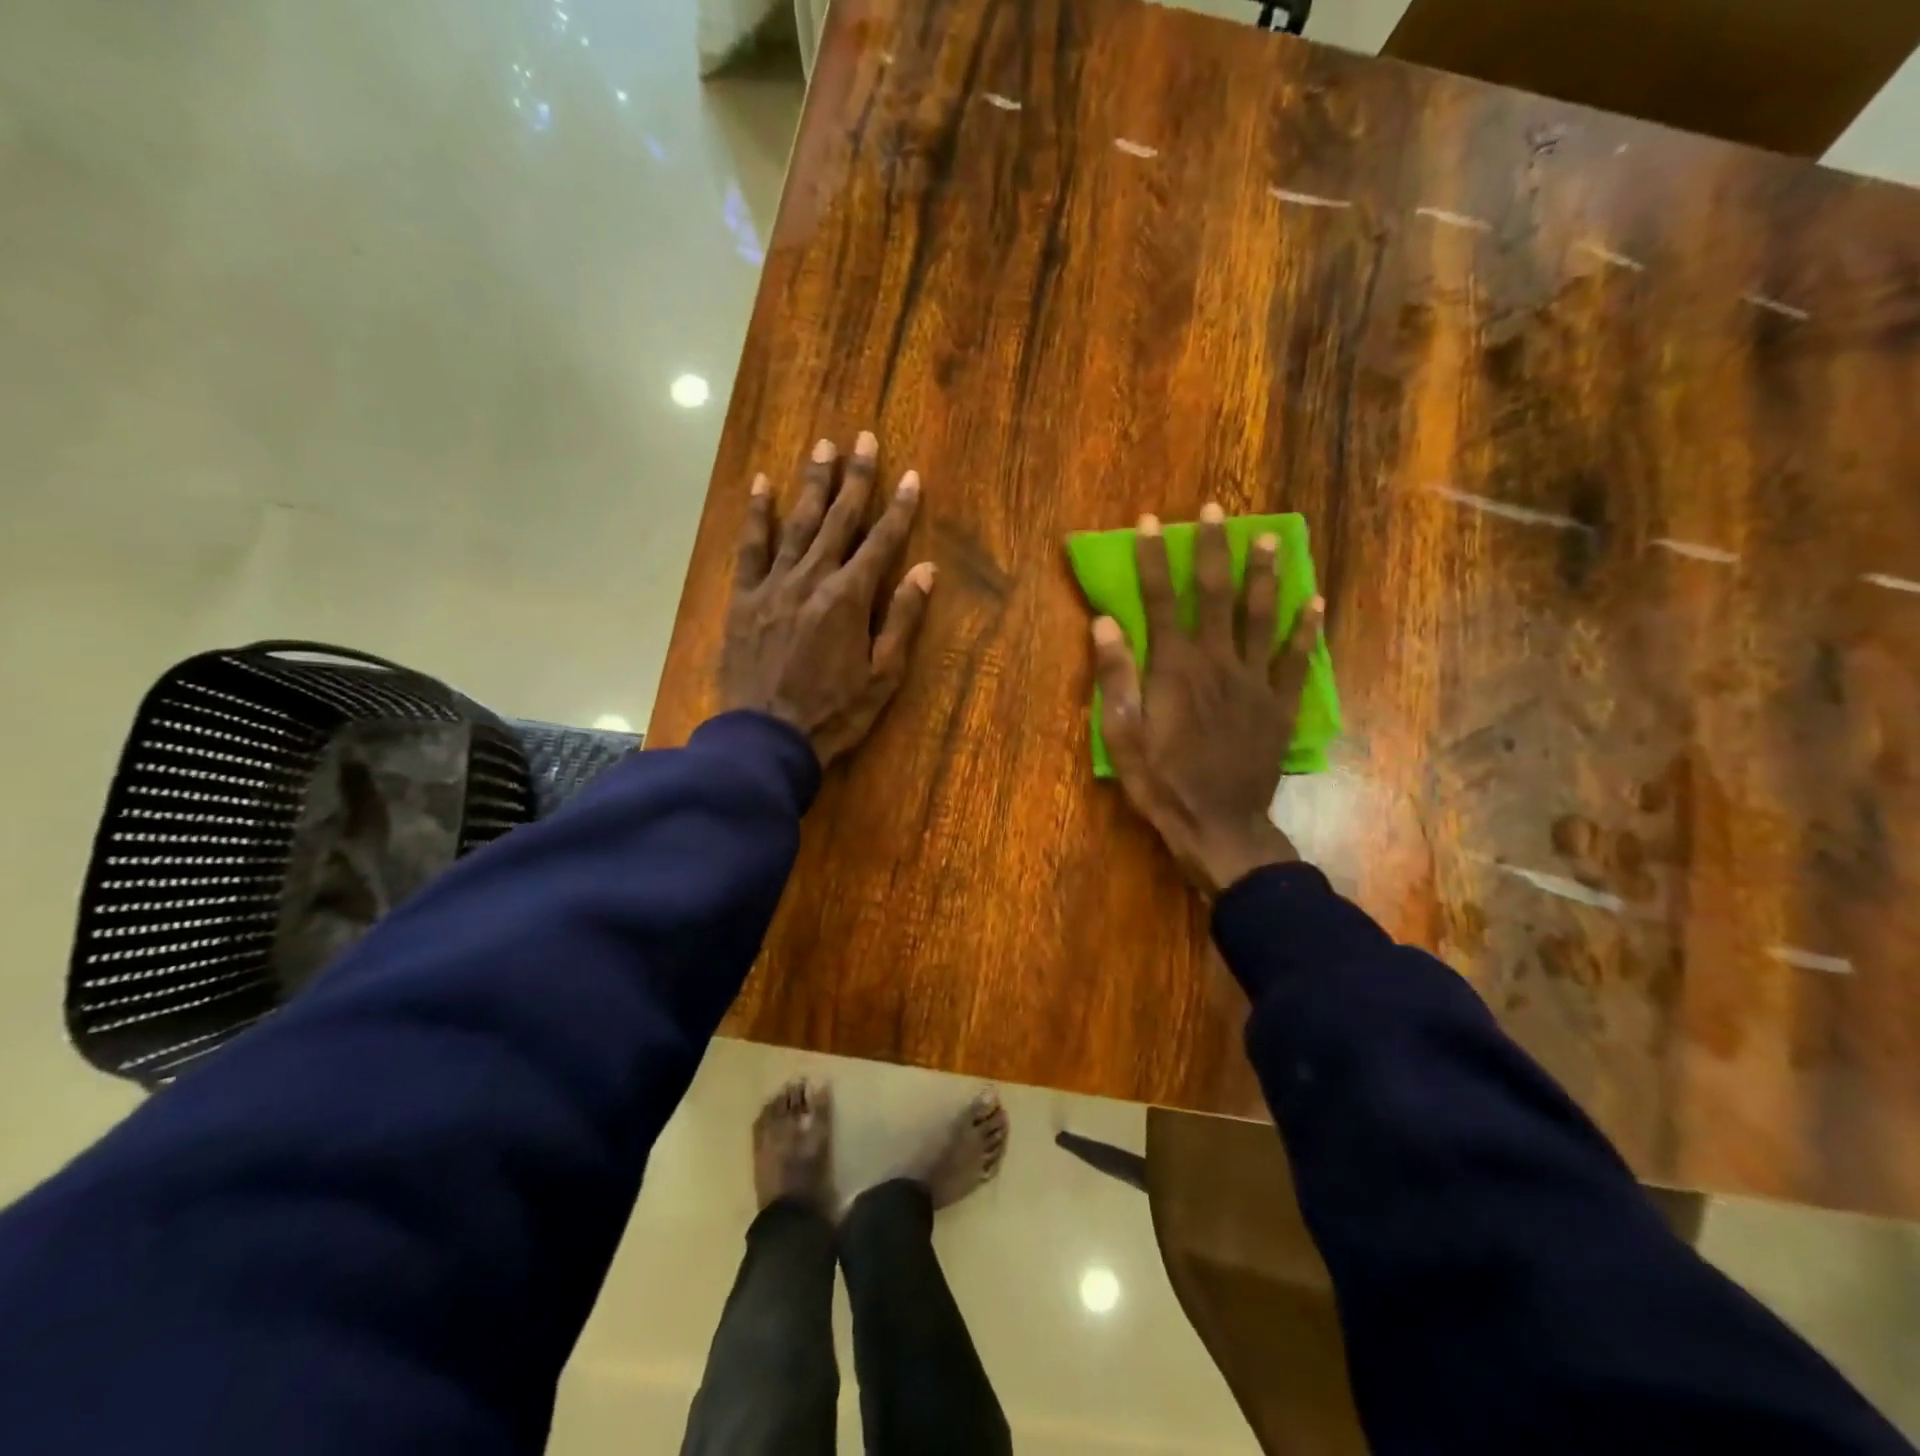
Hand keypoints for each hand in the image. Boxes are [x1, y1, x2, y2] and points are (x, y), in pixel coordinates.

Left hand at [721, 432, 935, 766]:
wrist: (767, 738)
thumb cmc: (834, 713)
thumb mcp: (882, 676)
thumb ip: (901, 620)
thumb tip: (925, 571)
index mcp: (849, 599)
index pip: (881, 543)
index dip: (898, 508)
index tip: (910, 475)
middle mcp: (812, 579)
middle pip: (838, 520)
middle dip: (855, 478)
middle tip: (864, 438)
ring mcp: (773, 585)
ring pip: (796, 524)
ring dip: (812, 483)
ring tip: (822, 447)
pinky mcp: (743, 598)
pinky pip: (750, 548)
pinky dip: (756, 515)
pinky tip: (762, 484)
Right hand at [1090, 504, 1323, 894]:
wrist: (1218, 825)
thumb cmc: (1161, 781)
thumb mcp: (1122, 735)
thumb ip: (1116, 676)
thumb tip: (1105, 622)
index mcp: (1175, 667)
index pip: (1162, 599)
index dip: (1155, 558)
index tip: (1150, 522)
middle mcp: (1218, 661)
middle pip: (1218, 593)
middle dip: (1214, 548)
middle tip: (1217, 509)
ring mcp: (1255, 681)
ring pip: (1262, 616)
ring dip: (1265, 574)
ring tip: (1270, 538)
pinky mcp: (1279, 704)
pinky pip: (1296, 659)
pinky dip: (1306, 630)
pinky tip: (1315, 602)